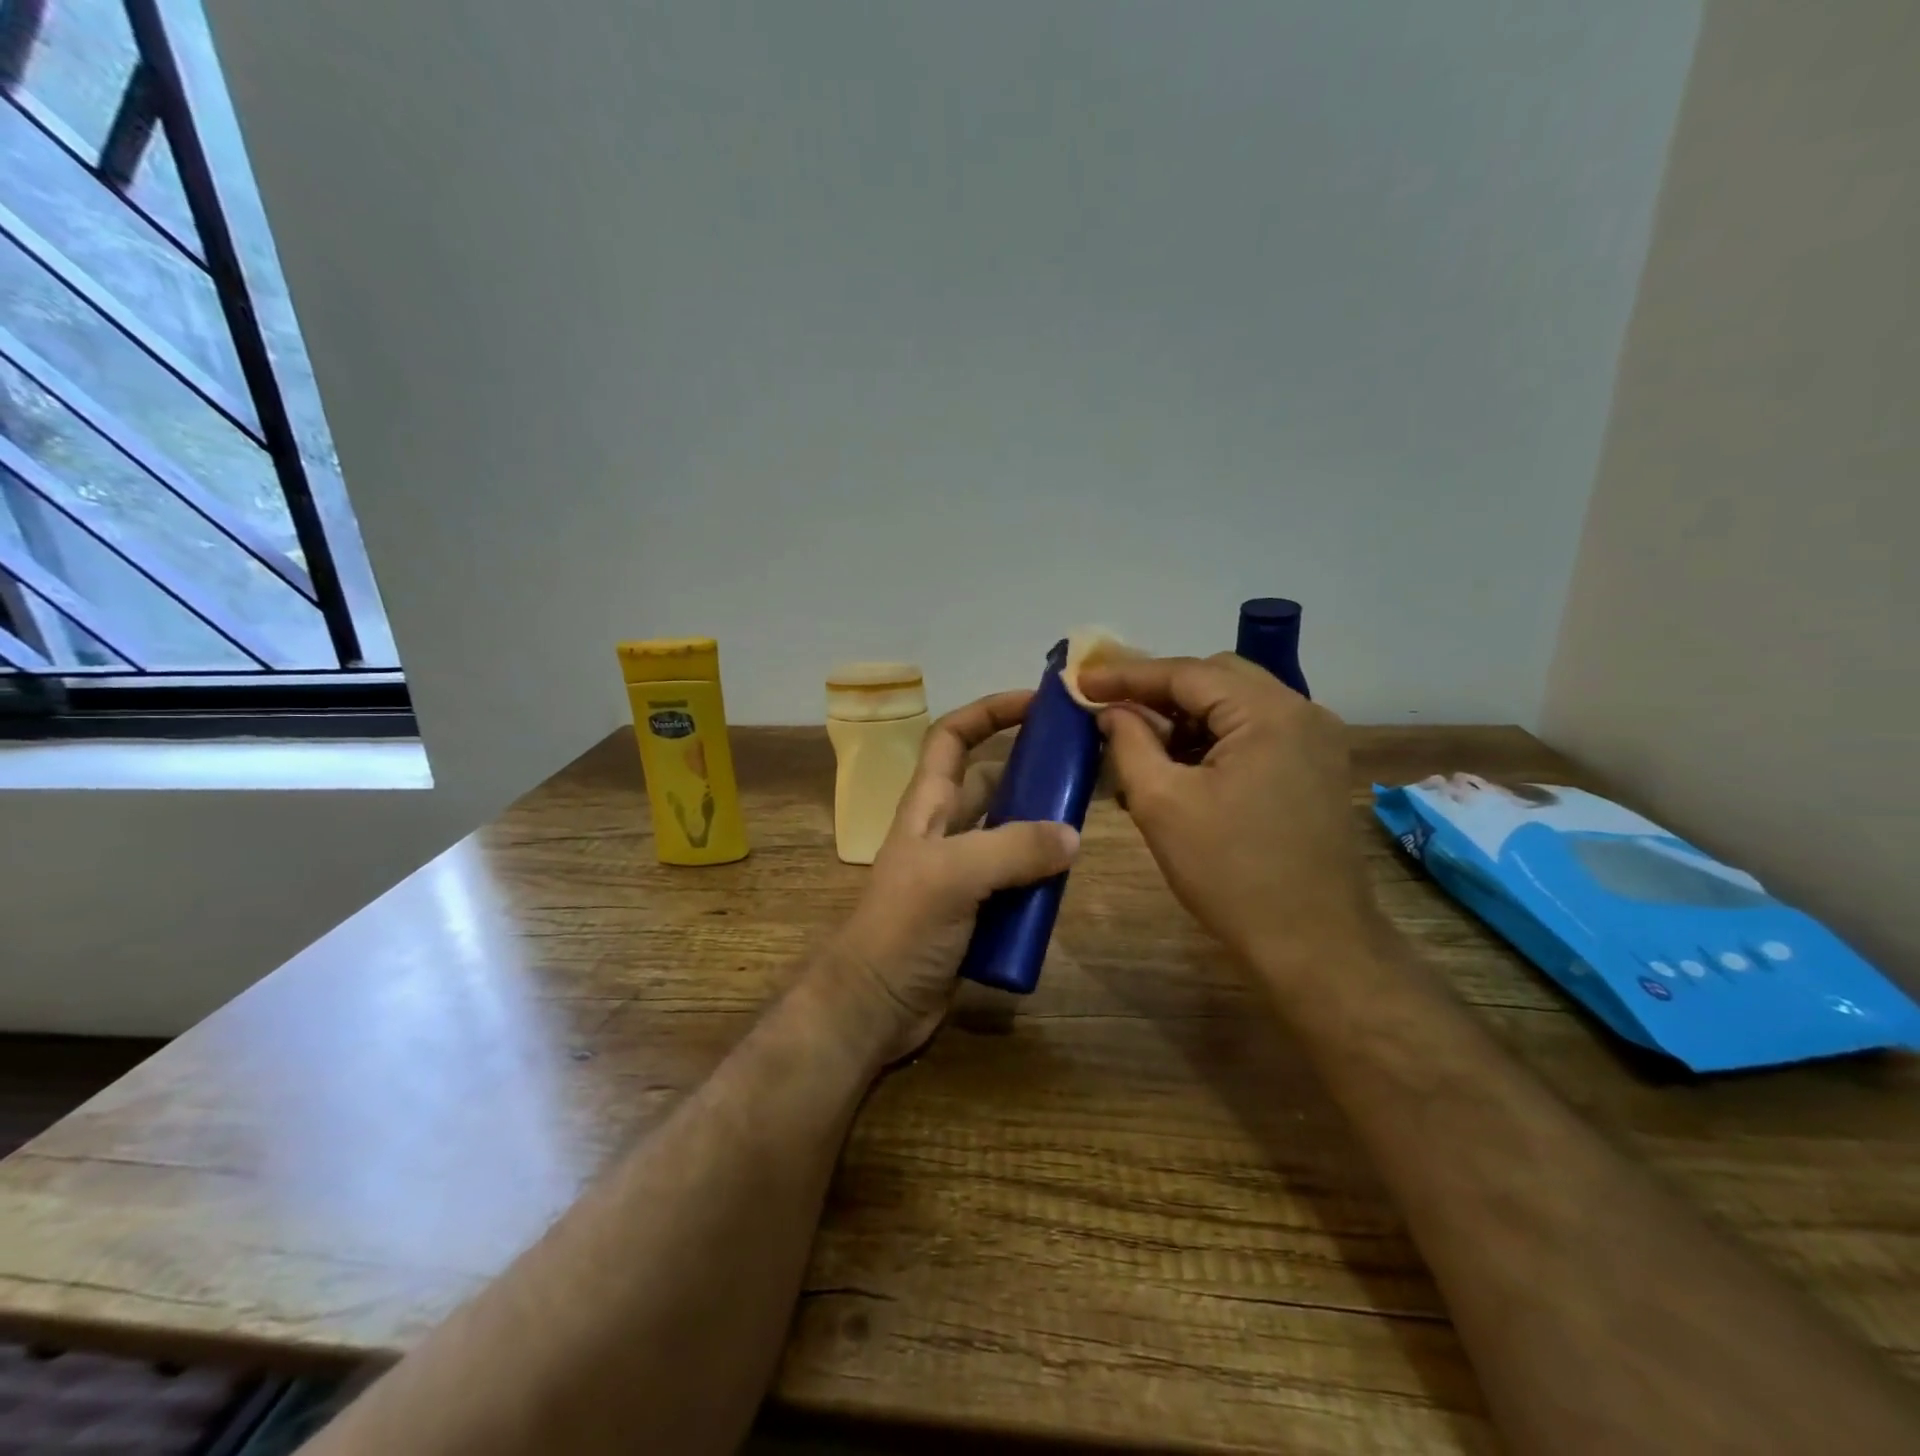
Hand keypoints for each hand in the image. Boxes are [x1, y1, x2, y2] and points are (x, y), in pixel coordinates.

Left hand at [828, 690, 1080, 1064]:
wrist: (875, 1007)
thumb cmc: (902, 927)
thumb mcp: (953, 876)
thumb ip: (1013, 849)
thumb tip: (1072, 835)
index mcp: (928, 806)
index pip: (953, 737)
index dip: (989, 712)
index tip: (1038, 702)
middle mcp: (945, 831)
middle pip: (992, 784)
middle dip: (1031, 771)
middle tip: (1083, 770)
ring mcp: (961, 874)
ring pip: (1009, 835)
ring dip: (1041, 829)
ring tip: (1087, 825)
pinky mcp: (976, 911)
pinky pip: (1016, 882)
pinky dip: (1040, 878)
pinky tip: (1069, 883)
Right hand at [1077, 653, 1384, 977]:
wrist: (1314, 945)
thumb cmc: (1231, 873)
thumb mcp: (1162, 803)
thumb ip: (1129, 743)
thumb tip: (1110, 711)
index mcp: (1268, 713)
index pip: (1186, 673)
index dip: (1127, 675)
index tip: (1080, 681)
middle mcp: (1302, 712)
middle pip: (1215, 679)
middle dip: (1158, 693)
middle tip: (1109, 710)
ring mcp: (1315, 741)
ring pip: (1235, 706)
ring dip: (1185, 719)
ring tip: (1138, 747)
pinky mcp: (1315, 769)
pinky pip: (1254, 734)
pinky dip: (1212, 741)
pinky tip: (1178, 769)